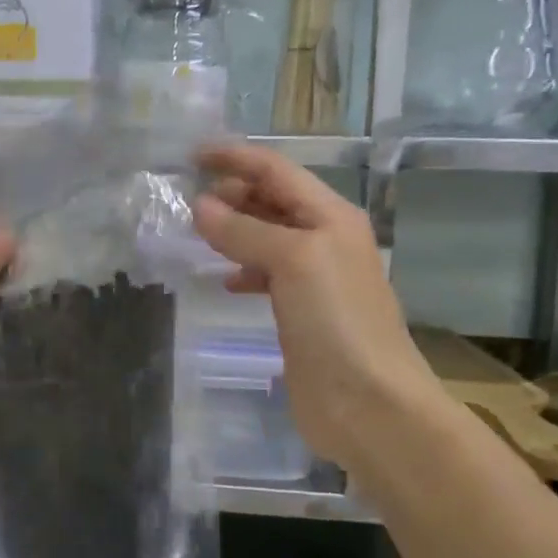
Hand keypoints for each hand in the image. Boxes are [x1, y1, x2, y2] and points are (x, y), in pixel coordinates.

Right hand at [192, 142, 444, 469]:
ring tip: (196, 232)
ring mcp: (315, 277)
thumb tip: (200, 206)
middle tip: (188, 198)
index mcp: (331, 216)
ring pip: (267, 237)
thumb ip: (245, 230)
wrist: (369, 402)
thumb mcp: (292, 261)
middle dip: (233, 192)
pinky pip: (266, 274)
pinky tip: (224, 280)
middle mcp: (325, 239)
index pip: (277, 171)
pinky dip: (243, 268)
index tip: (192, 154)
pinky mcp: (302, 312)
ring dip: (234, 229)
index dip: (236, 158)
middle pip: (273, 200)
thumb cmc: (336, 321)